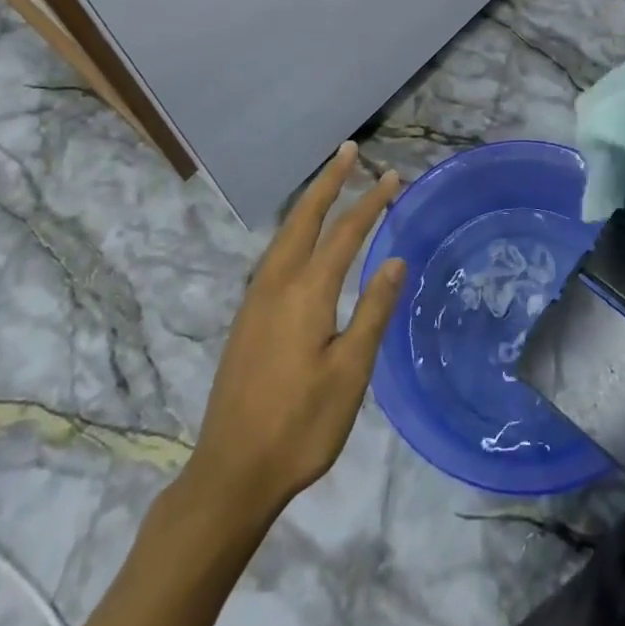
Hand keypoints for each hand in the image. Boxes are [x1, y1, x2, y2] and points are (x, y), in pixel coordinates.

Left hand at [184, 142, 406, 519]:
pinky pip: (276, 254)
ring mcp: (256, 300)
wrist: (230, 474)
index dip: (370, 202)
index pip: (345, 233)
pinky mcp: (248, 318)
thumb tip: (394, 260)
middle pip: (304, 218)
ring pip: (286, 233)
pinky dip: (296, 228)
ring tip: (331, 181)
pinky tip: (302, 238)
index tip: (393, 176)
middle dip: (329, 181)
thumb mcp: (349, 373)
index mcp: (305, 293)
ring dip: (310, 202)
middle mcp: (276, 284)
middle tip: (350, 151)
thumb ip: (372, 311)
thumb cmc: (299, 426)